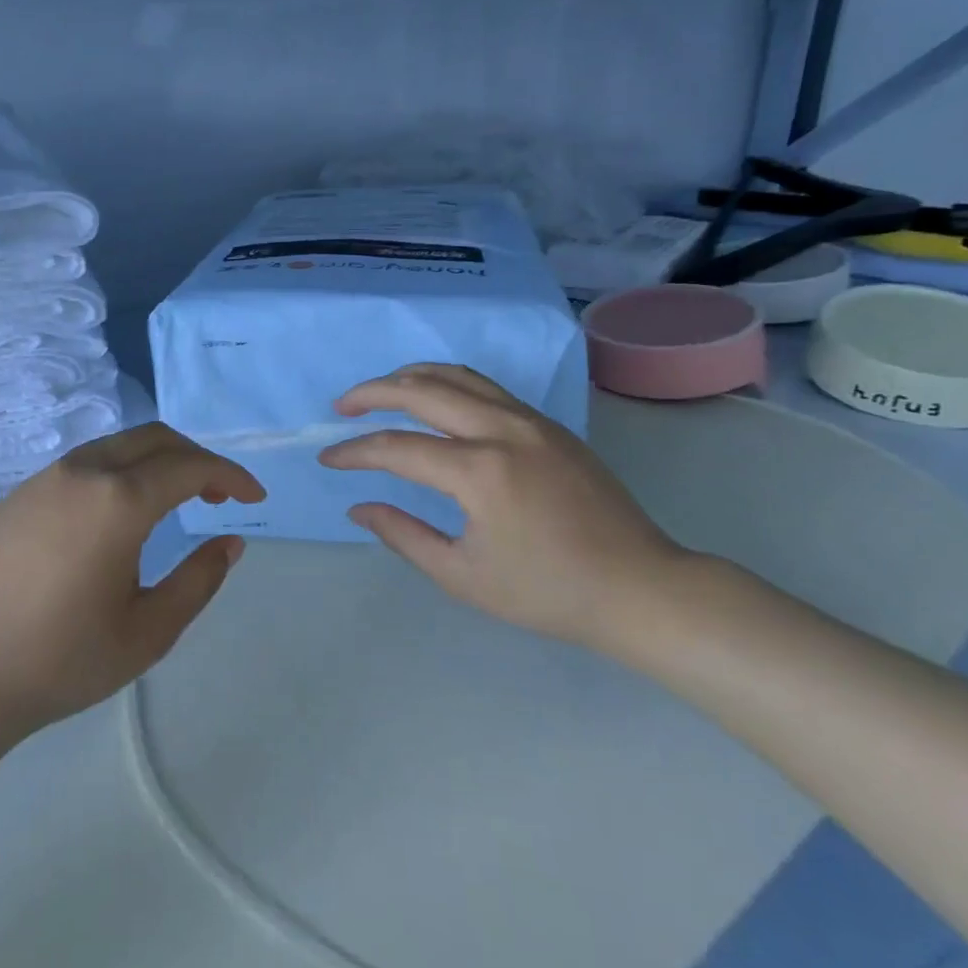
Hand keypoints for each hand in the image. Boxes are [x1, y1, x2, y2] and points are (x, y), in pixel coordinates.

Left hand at [0, 423, 265, 746]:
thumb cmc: (63, 660)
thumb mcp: (149, 632)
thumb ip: (199, 580)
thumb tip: (230, 542)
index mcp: (119, 501)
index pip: (190, 467)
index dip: (230, 476)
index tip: (254, 497)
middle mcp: (82, 473)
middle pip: (154, 438)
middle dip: (195, 458)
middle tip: (218, 496)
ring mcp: (43, 480)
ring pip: (115, 447)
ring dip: (154, 463)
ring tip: (171, 502)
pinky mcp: (16, 496)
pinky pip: (80, 467)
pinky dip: (116, 474)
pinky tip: (113, 518)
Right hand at [317, 363, 692, 647]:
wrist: (640, 588)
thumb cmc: (548, 593)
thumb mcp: (463, 576)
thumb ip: (403, 535)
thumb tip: (359, 506)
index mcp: (479, 471)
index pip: (397, 448)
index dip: (355, 452)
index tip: (327, 460)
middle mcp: (502, 430)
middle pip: (422, 390)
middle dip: (372, 393)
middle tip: (341, 407)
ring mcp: (530, 420)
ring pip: (457, 375)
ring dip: (410, 377)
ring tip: (380, 391)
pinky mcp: (548, 424)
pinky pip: (486, 387)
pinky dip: (447, 383)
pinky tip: (435, 400)